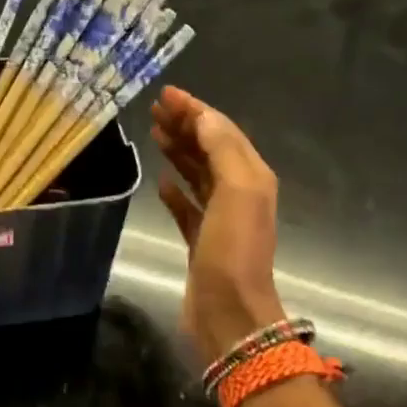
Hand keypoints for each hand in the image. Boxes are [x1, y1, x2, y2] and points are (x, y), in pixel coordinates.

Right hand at [151, 86, 285, 365]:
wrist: (229, 312)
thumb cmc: (233, 250)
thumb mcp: (237, 191)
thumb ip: (222, 149)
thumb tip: (203, 119)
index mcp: (252, 177)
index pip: (222, 132)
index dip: (196, 111)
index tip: (166, 94)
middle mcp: (239, 193)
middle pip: (210, 149)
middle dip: (185, 126)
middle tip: (155, 110)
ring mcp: (220, 219)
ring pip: (198, 174)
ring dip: (179, 152)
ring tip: (155, 134)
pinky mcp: (201, 241)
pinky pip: (187, 206)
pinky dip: (175, 190)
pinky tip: (161, 181)